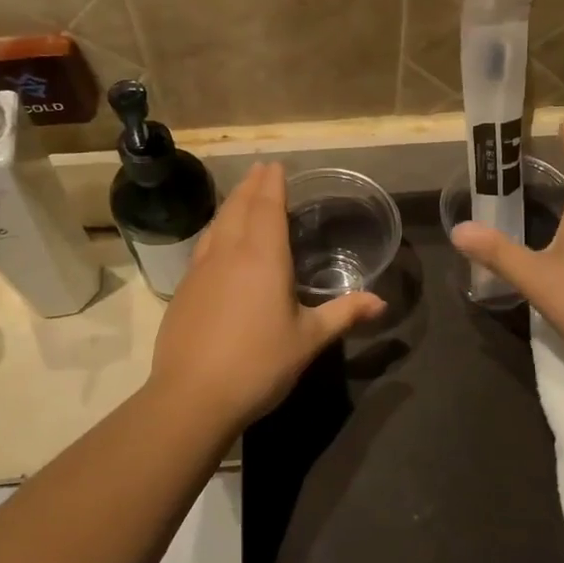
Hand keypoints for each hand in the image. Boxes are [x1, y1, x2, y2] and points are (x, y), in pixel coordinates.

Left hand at [149, 163, 385, 431]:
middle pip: (239, 208)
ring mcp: (201, 271)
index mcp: (263, 257)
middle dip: (251, 186)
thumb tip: (381, 302)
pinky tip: (217, 242)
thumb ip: (344, 314)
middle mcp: (229, 253)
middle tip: (260, 170)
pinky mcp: (183, 291)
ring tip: (241, 197)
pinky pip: (203, 247)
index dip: (272, 183)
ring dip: (231, 205)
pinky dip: (215, 231)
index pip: (268, 206)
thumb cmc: (259, 363)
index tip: (275, 165)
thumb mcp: (309, 340)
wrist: (192, 397)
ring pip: (217, 224)